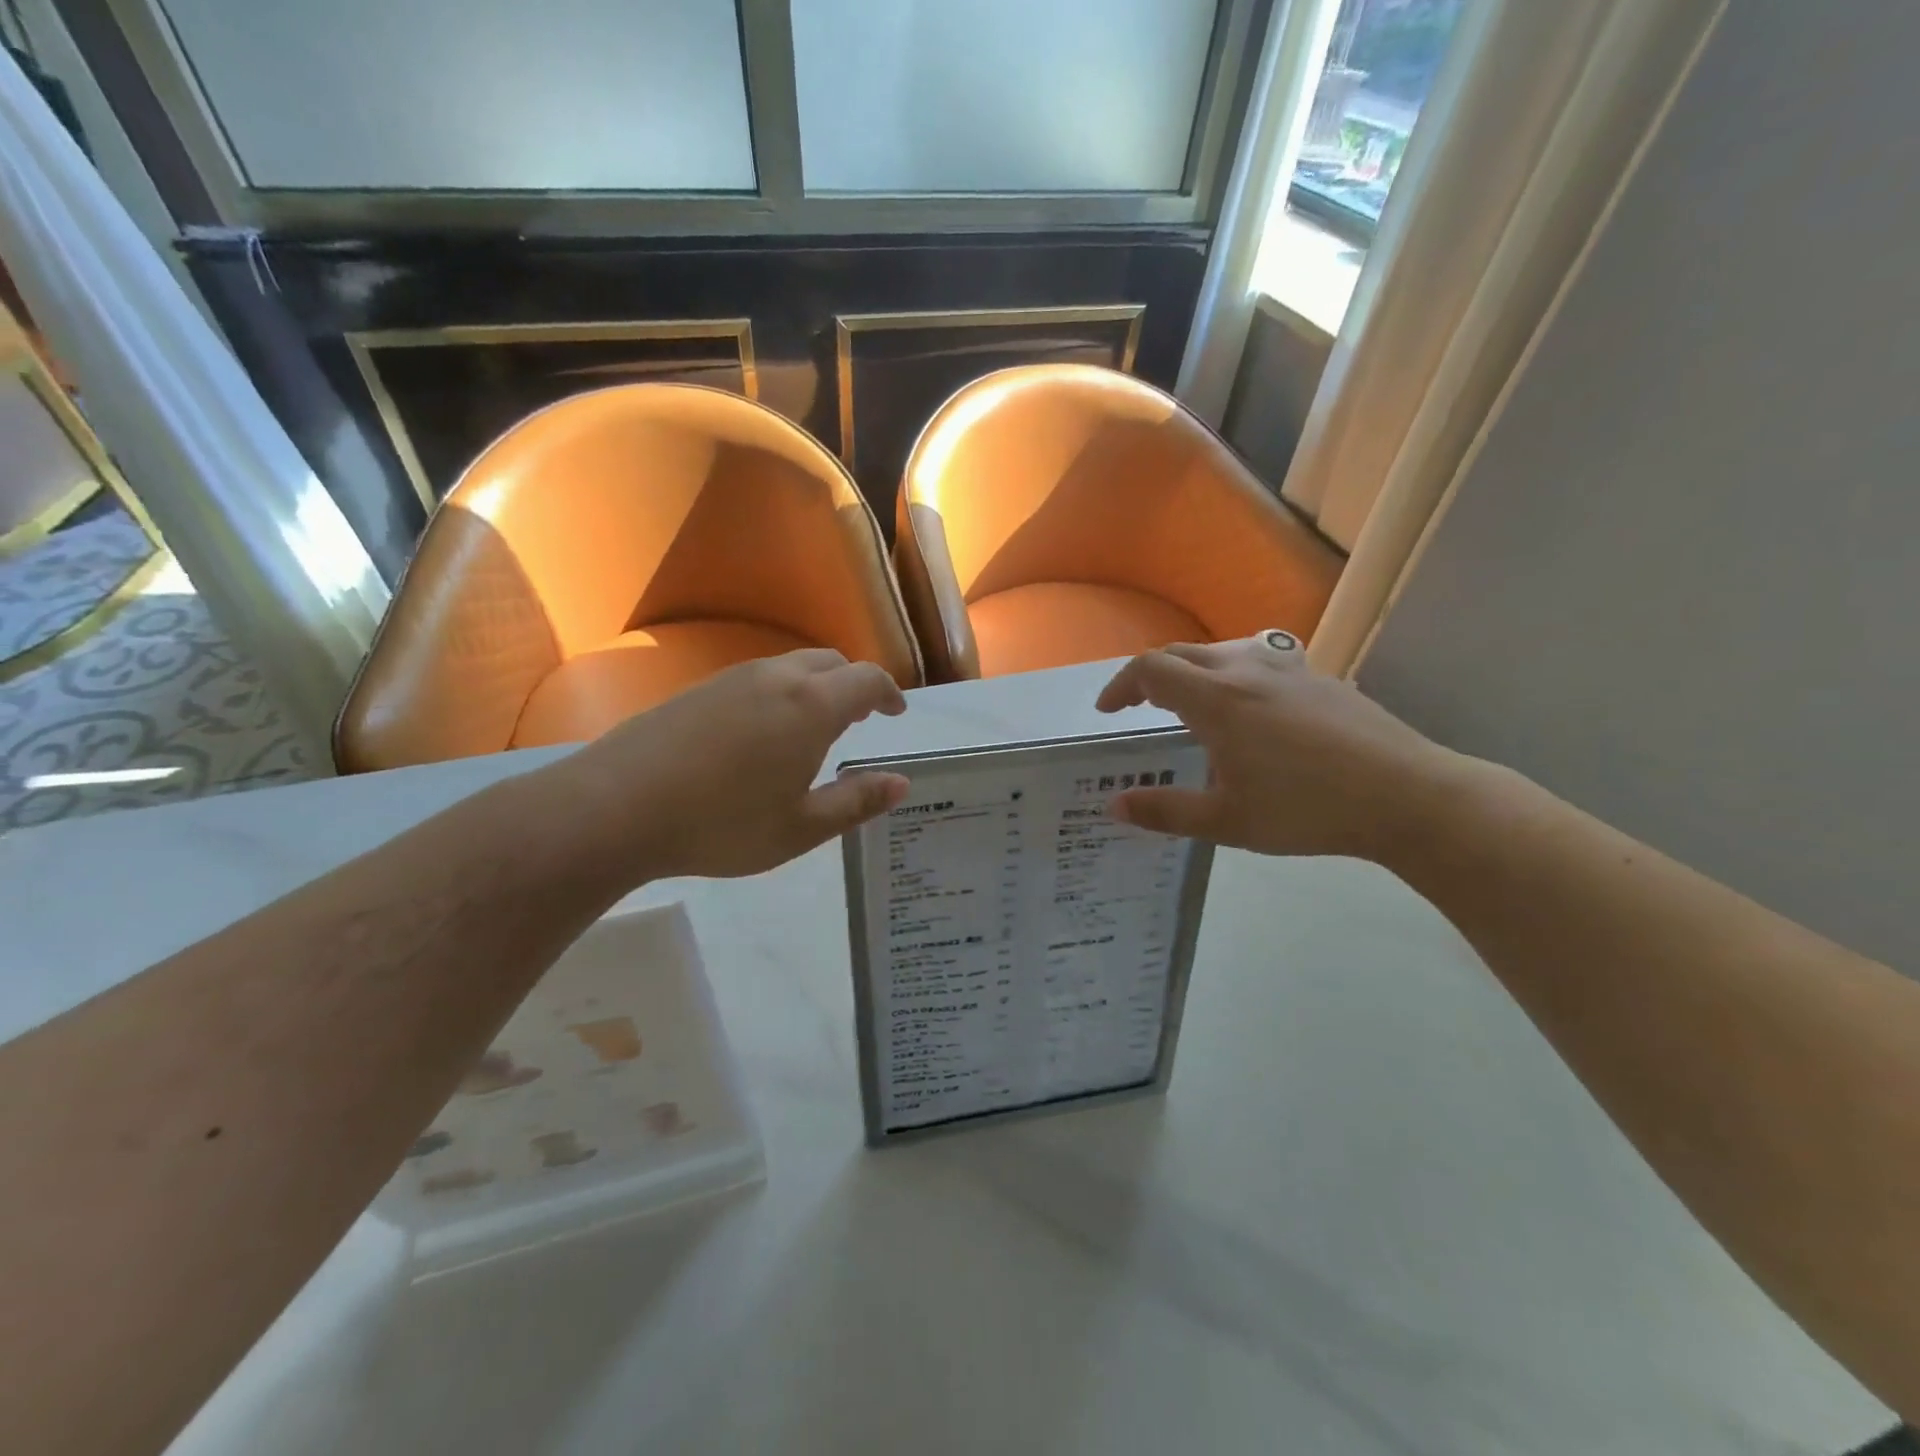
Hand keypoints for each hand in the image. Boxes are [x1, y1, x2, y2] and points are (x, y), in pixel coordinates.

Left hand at [554, 650, 909, 880]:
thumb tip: (901, 783)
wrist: (614, 808)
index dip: (889, 693)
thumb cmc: (721, 823)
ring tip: (814, 726)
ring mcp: (731, 679)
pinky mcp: (697, 690)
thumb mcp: (801, 828)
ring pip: (790, 667)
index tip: (897, 713)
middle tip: (860, 718)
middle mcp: (776, 678)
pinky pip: (756, 678)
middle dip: (854, 684)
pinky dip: (780, 693)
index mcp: (811, 706)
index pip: (867, 680)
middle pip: (830, 662)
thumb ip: (856, 802)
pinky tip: (762, 733)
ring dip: (815, 687)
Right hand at [1096, 635, 1471, 862]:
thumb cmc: (1307, 810)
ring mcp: (1287, 668)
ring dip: (1192, 673)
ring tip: (1191, 709)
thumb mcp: (1226, 822)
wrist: (1407, 795)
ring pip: (1221, 652)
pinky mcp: (1319, 677)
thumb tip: (1114, 805)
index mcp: (1216, 699)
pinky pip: (1258, 662)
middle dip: (1151, 677)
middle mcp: (1246, 670)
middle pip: (1181, 653)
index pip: (1150, 670)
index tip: (1108, 712)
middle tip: (1138, 709)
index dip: (1120, 686)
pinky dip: (1232, 677)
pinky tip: (1251, 714)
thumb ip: (1165, 811)